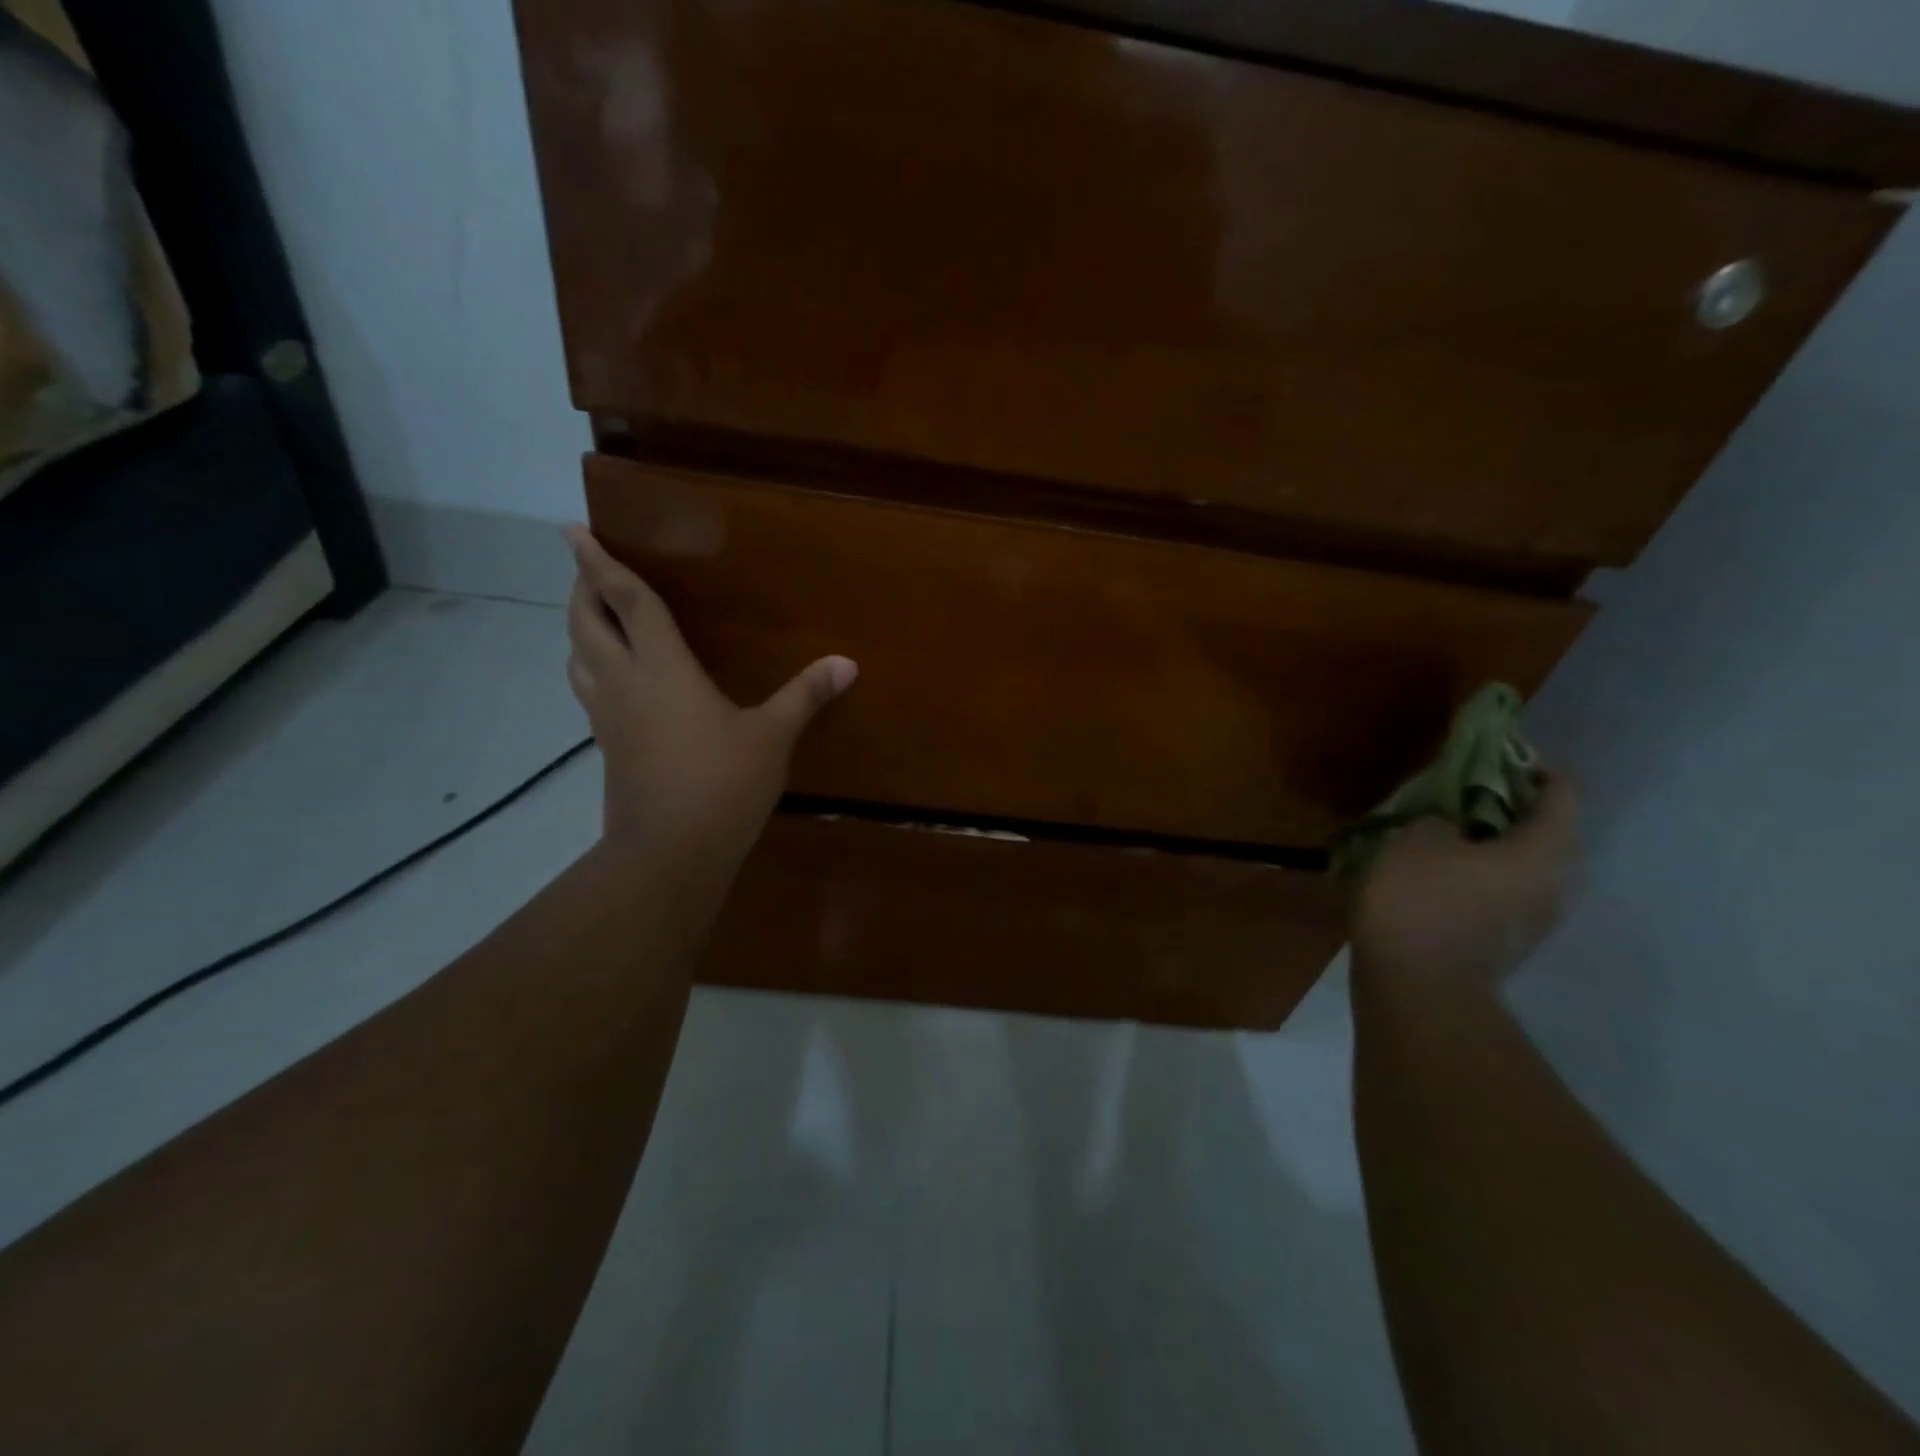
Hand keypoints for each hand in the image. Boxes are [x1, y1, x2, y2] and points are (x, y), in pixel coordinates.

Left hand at [563, 525, 856, 861]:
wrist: (670, 852)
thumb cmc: (723, 784)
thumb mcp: (772, 737)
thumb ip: (805, 695)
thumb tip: (847, 663)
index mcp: (662, 668)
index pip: (626, 602)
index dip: (600, 564)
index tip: (573, 532)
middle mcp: (624, 682)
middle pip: (586, 623)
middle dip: (582, 589)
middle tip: (587, 568)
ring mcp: (608, 716)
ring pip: (577, 657)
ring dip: (579, 628)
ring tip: (595, 616)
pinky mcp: (606, 745)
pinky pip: (588, 689)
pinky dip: (590, 666)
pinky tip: (614, 677)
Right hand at [1351, 774, 1580, 990]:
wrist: (1417, 986)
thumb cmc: (1420, 900)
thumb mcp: (1417, 837)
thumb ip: (1443, 818)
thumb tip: (1453, 825)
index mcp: (1544, 850)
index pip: (1564, 792)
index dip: (1534, 766)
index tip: (1497, 754)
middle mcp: (1556, 883)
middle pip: (1550, 830)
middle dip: (1513, 806)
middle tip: (1468, 792)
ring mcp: (1535, 918)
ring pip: (1527, 863)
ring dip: (1497, 842)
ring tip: (1451, 830)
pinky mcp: (1509, 941)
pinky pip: (1506, 890)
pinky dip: (1483, 872)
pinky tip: (1442, 870)